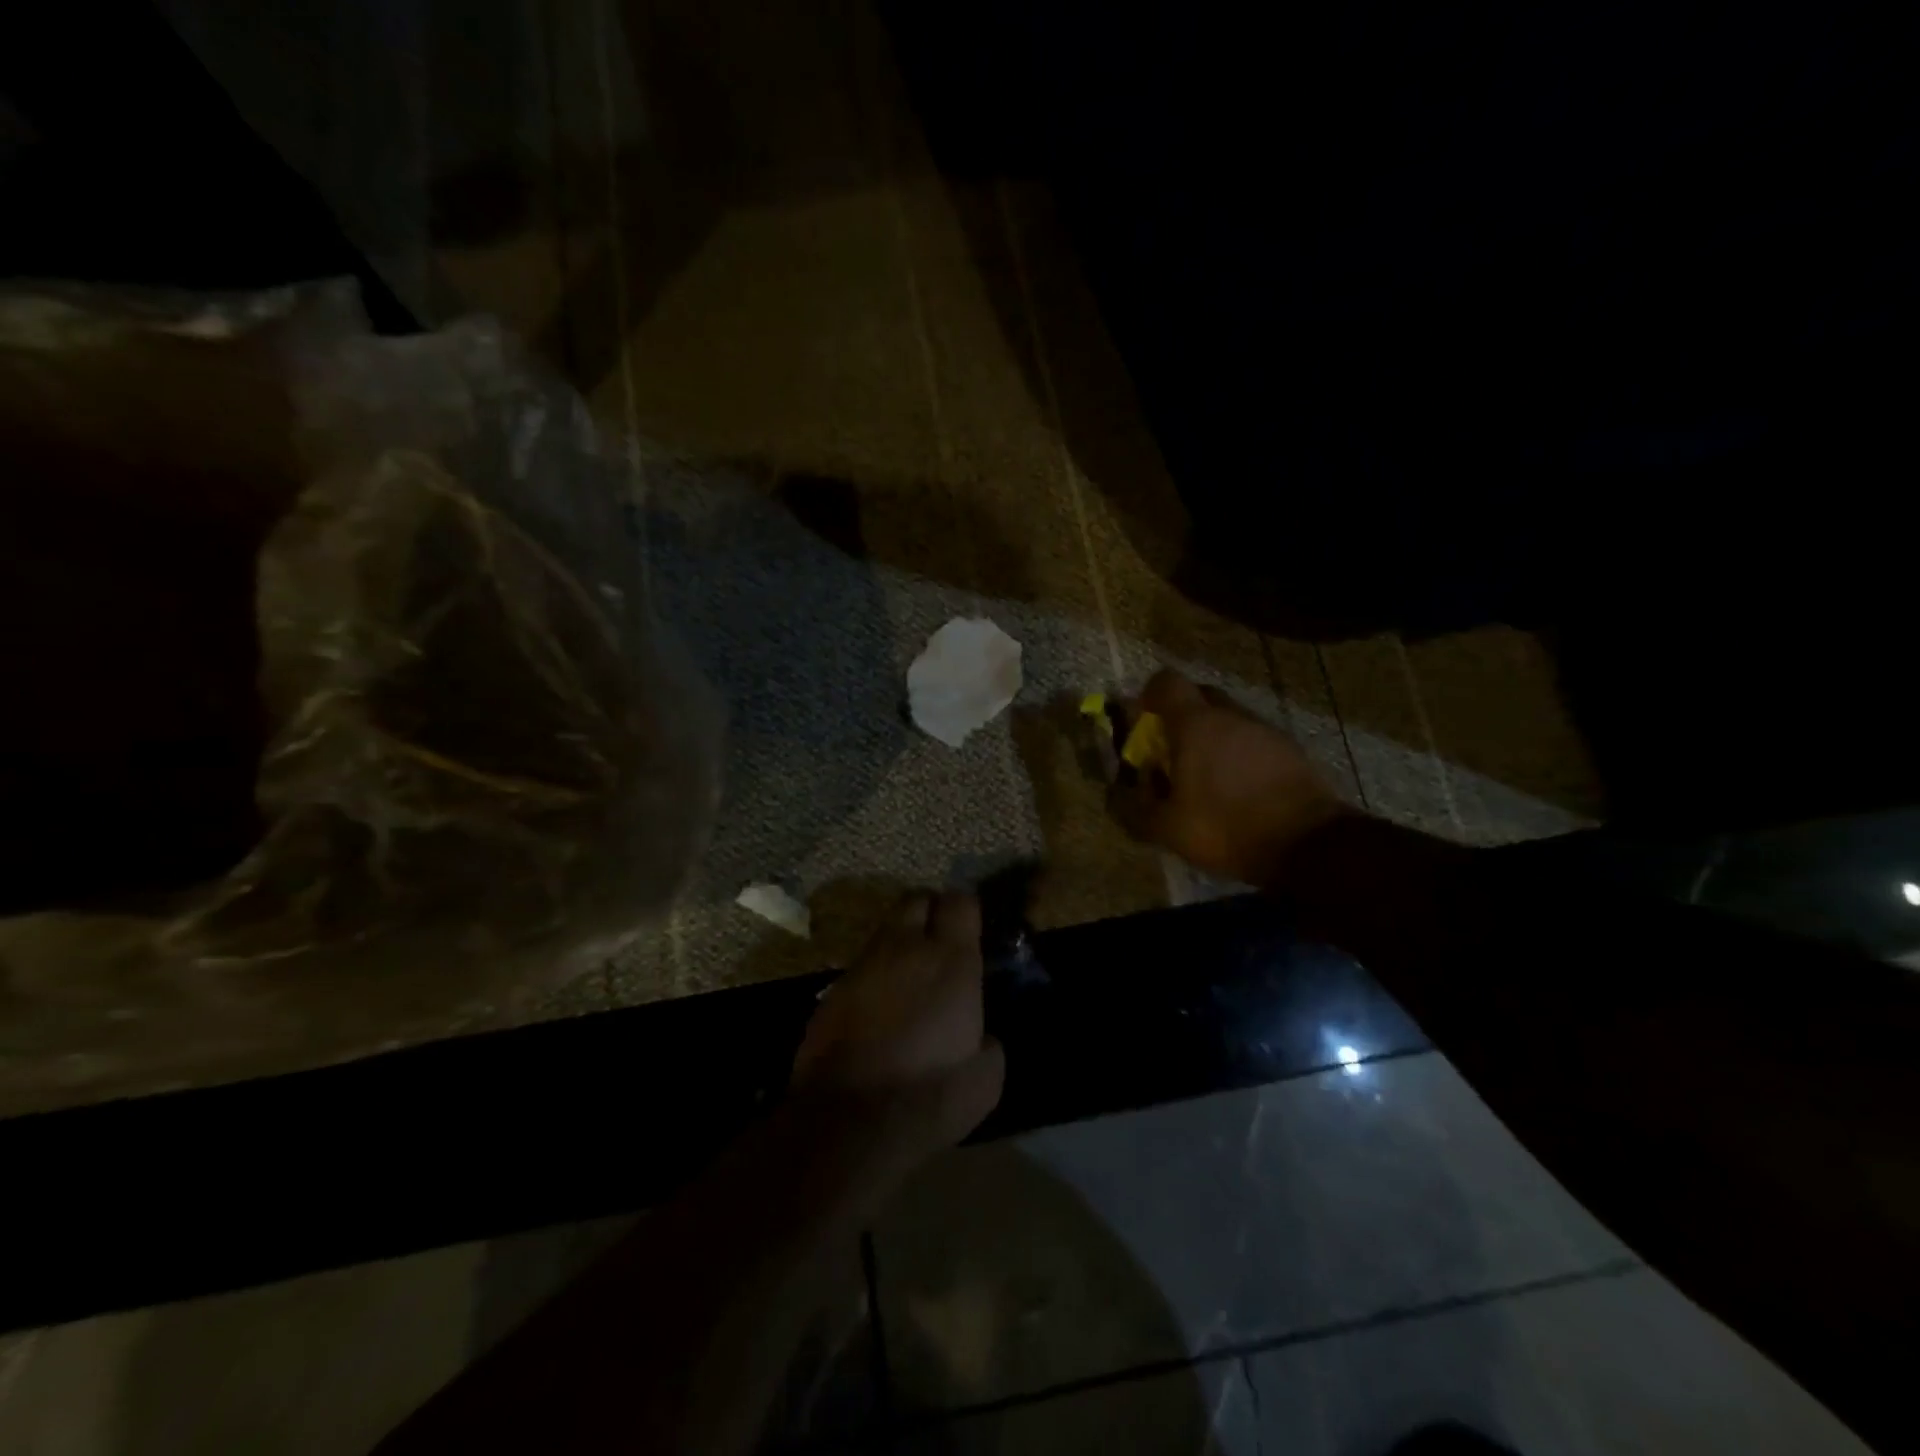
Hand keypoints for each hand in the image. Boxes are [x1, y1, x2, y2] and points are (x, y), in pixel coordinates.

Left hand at [793, 892, 1005, 1153]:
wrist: (850, 1119)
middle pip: (916, 901)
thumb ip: (989, 1043)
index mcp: (950, 960)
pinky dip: (874, 976)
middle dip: (929, 912)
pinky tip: (878, 1009)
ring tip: (908, 978)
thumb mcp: (985, 1078)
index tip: (972, 929)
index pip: (960, 902)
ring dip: (899, 944)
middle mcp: (905, 948)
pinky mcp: (832, 990)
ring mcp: (863, 965)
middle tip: (939, 943)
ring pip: (885, 931)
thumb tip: (983, 1036)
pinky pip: (860, 967)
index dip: (966, 910)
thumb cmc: (930, 1094)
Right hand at [1114, 669, 1353, 885]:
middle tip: (1171, 750)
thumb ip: (1134, 808)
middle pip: (1200, 696)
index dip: (1149, 695)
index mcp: (1195, 724)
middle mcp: (1231, 716)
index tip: (1142, 720)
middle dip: (1181, 716)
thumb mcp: (1167, 828)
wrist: (1309, 844)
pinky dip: (1241, 755)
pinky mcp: (1292, 751)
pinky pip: (1255, 741)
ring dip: (1213, 738)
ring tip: (1206, 776)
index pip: (1166, 682)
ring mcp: (1266, 730)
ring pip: (1230, 720)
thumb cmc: (1226, 827)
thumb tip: (1114, 794)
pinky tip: (1239, 789)